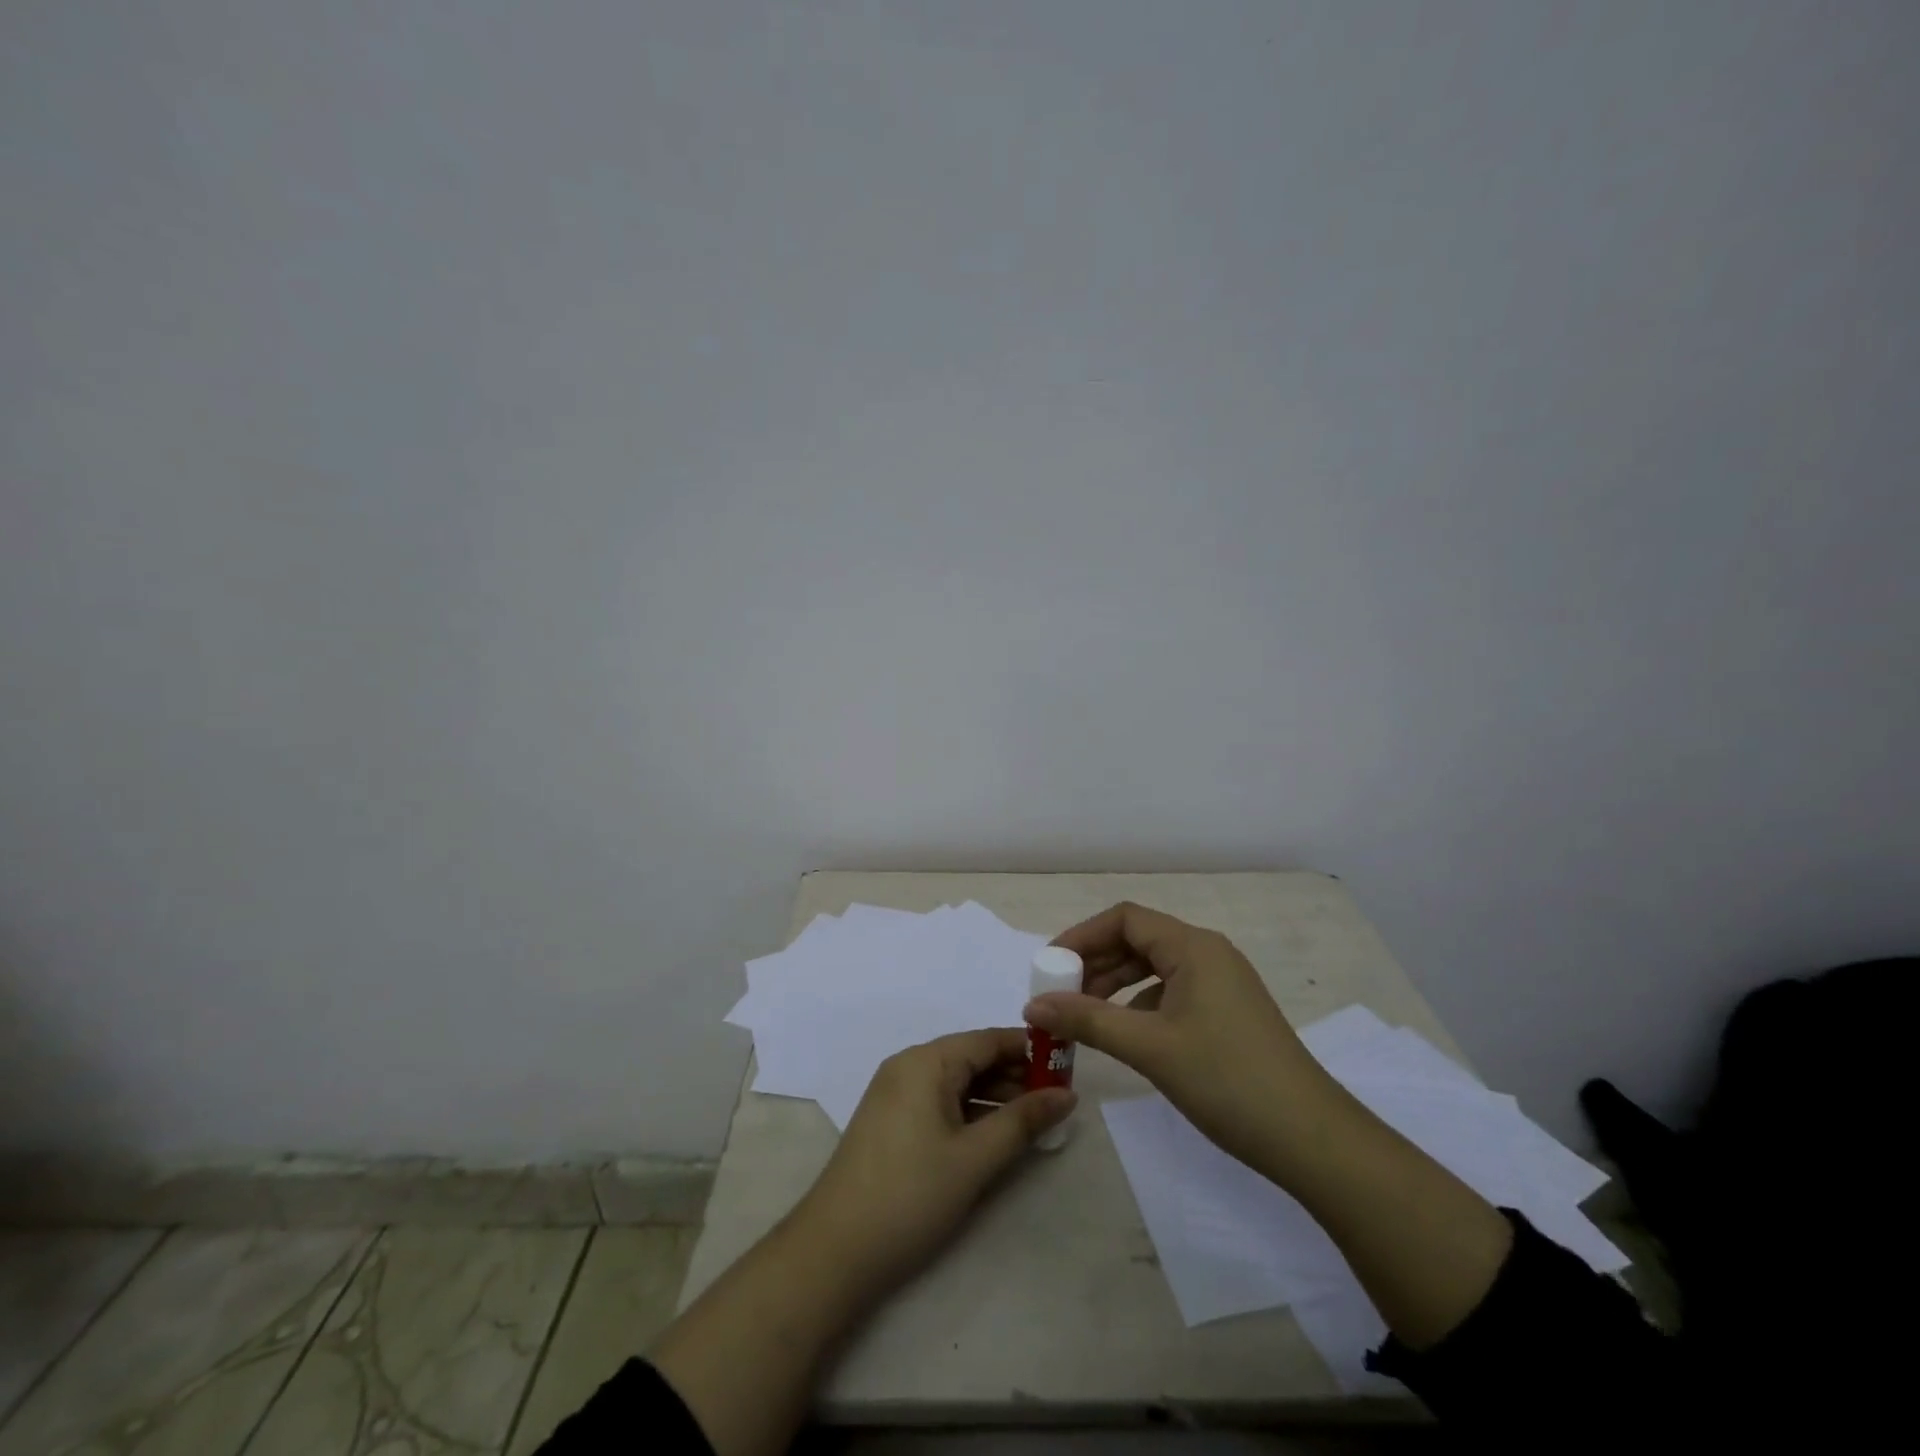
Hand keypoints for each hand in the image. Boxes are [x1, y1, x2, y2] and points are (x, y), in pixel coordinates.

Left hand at [787, 1028, 1074, 1298]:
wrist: (834, 1251)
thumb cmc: (910, 1195)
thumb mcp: (975, 1158)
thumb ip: (1023, 1121)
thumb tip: (1067, 1095)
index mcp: (926, 1061)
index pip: (988, 1039)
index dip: (1030, 1049)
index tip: (1068, 1064)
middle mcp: (909, 1066)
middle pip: (973, 1058)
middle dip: (1016, 1075)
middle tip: (1060, 1098)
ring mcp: (897, 1095)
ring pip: (958, 1083)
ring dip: (997, 1097)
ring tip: (1038, 1119)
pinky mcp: (892, 1123)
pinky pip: (942, 1103)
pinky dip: (972, 1113)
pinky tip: (998, 1135)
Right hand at [1024, 901, 1330, 1174]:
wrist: (1311, 1139)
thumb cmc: (1227, 1080)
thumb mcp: (1150, 1048)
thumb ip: (1088, 1020)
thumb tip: (1033, 1005)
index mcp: (1193, 947)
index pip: (1125, 919)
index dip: (1082, 936)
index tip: (1050, 966)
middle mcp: (1208, 954)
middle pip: (1138, 940)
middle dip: (1095, 963)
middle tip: (1060, 995)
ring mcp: (1221, 984)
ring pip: (1154, 969)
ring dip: (1115, 986)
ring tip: (1083, 1016)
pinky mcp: (1227, 1012)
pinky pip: (1171, 993)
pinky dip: (1140, 1006)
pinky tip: (1124, 1034)